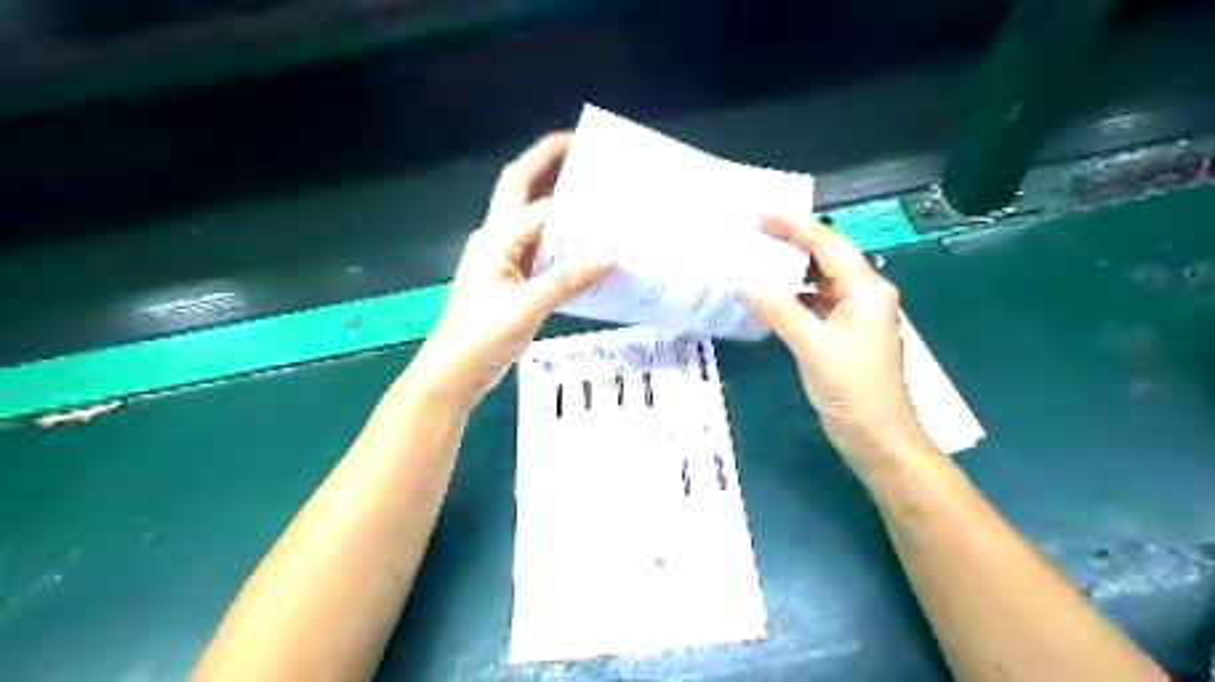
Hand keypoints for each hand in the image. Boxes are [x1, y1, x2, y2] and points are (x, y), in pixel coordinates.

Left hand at [408, 134, 611, 410]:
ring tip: (593, 194)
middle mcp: (498, 240)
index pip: (541, 209)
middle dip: (545, 162)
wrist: (455, 371)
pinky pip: (542, 252)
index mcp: (495, 238)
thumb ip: (567, 279)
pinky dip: (563, 245)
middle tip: (579, 144)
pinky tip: (587, 248)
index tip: (607, 186)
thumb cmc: (482, 335)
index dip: (574, 201)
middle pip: (520, 188)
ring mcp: (505, 260)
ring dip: (558, 204)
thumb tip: (608, 257)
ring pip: (534, 220)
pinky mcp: (514, 281)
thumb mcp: (527, 306)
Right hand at [741, 216, 932, 470]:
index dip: (795, 227)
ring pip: (821, 283)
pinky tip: (770, 301)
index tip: (761, 216)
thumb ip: (779, 310)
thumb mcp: (812, 346)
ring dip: (791, 274)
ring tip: (757, 263)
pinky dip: (794, 300)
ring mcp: (857, 317)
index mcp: (867, 290)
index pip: (829, 245)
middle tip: (754, 236)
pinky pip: (818, 306)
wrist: (878, 438)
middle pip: (827, 259)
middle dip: (792, 246)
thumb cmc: (852, 389)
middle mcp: (866, 296)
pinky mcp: (846, 336)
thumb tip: (744, 283)